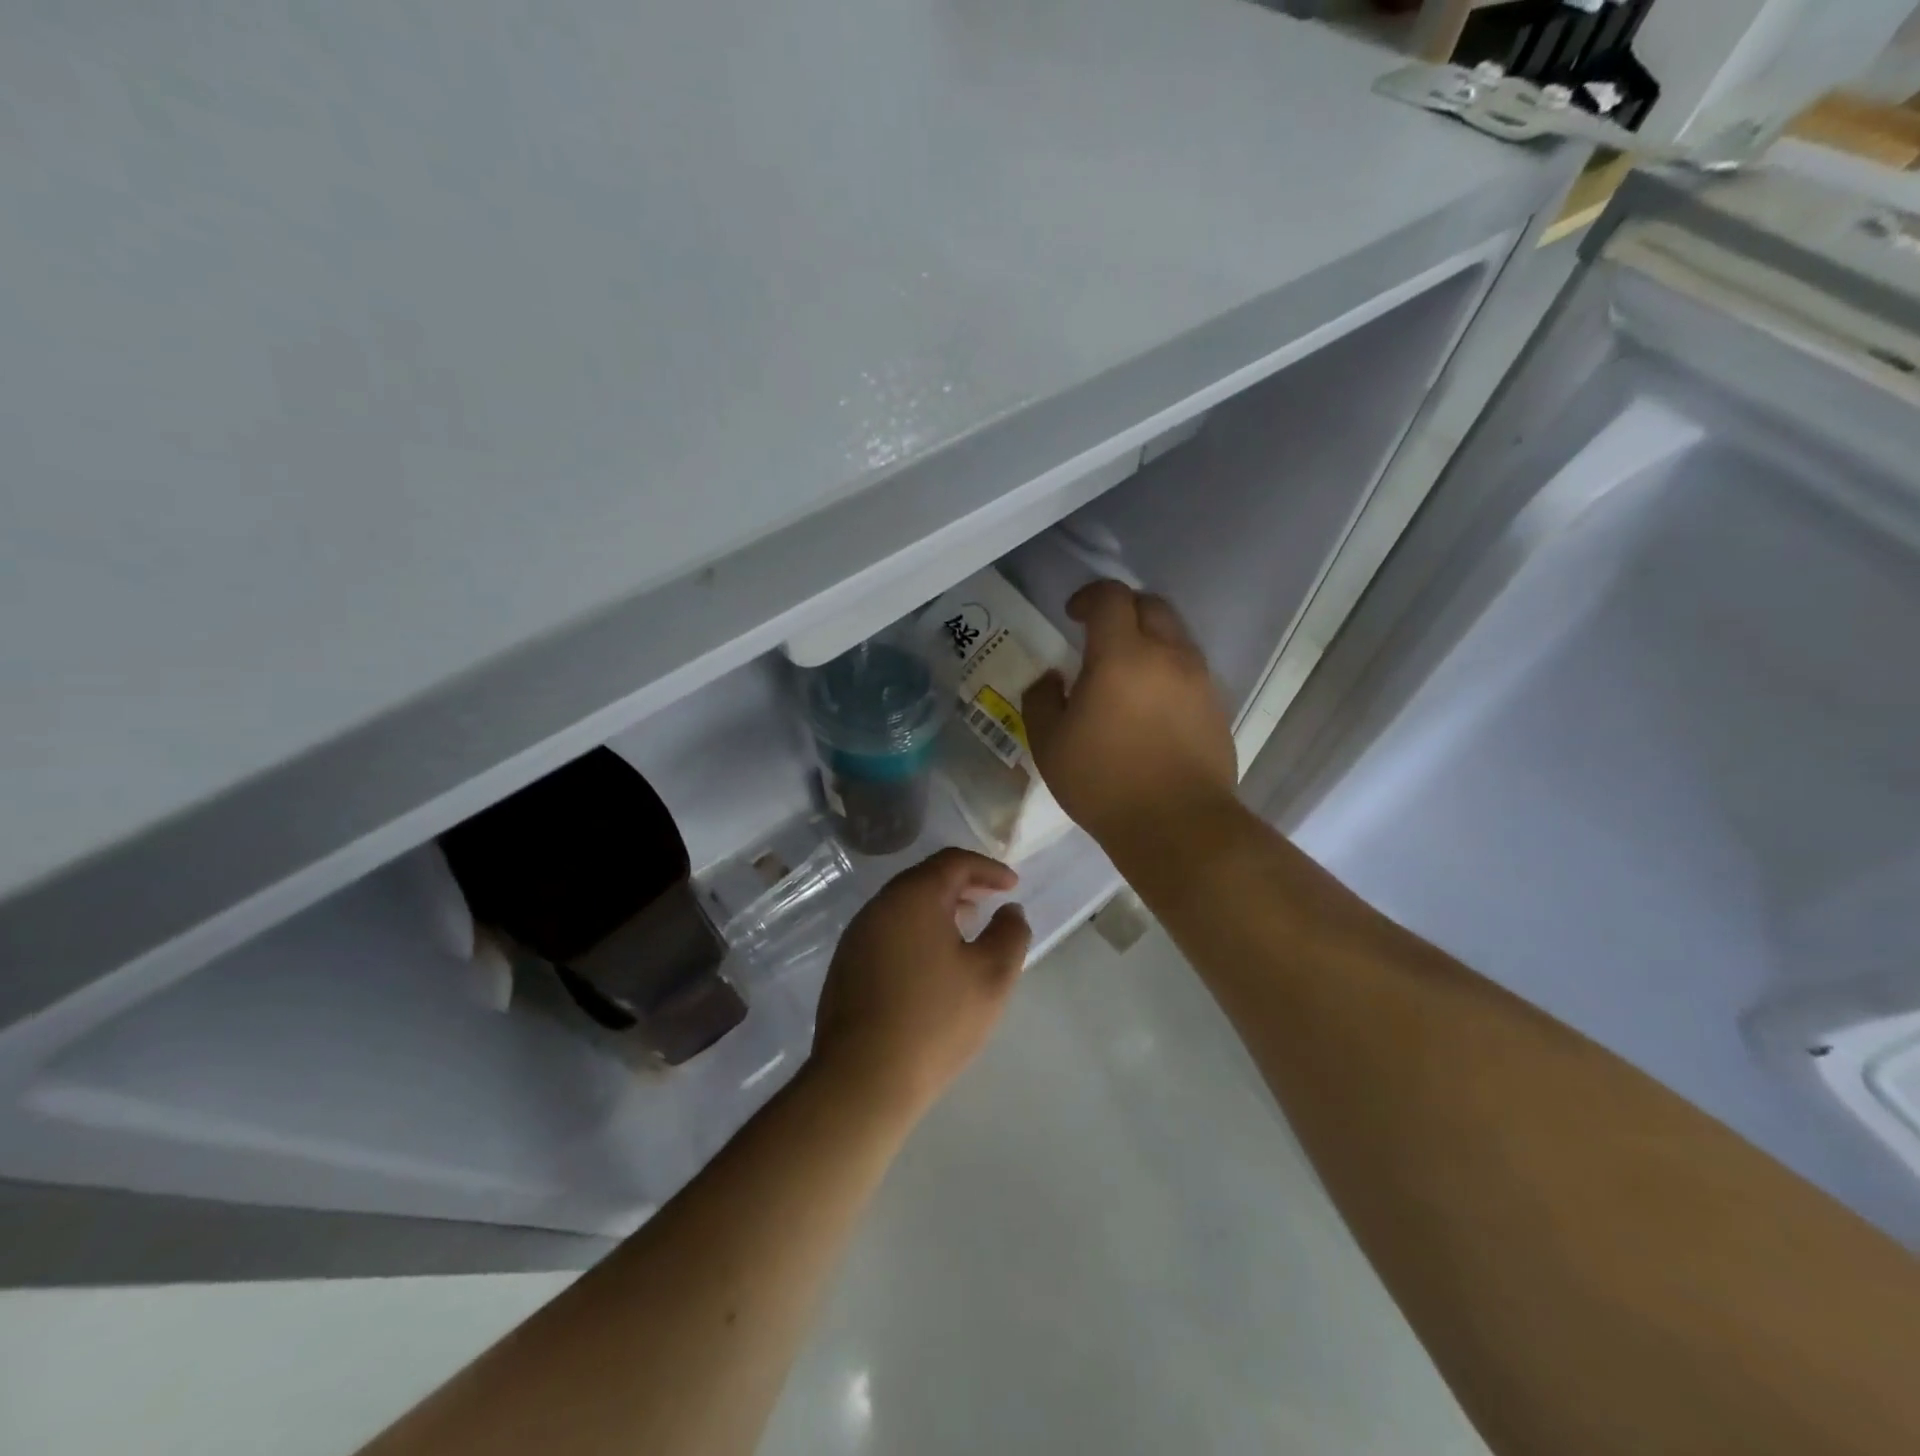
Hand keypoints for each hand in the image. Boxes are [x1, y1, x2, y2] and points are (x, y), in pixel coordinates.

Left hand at [811, 848, 1031, 1114]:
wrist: (863, 1078)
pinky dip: (915, 931)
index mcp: (913, 897)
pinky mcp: (845, 964)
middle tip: (990, 901)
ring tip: (966, 929)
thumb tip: (1010, 911)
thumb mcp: (992, 976)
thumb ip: (1010, 934)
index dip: (987, 868)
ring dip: (938, 908)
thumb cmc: (936, 1020)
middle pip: (925, 878)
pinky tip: (931, 963)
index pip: (953, 862)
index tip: (1012, 885)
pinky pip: (887, 931)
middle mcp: (879, 906)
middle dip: (962, 885)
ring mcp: (856, 935)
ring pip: (904, 905)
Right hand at [1023, 580, 1237, 845]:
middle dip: (1122, 609)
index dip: (1088, 596)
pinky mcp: (1216, 706)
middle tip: (1099, 635)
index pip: (1110, 597)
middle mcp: (1167, 655)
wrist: (1177, 825)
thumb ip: (1042, 700)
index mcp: (1121, 656)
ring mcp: (1198, 680)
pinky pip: (1189, 669)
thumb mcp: (1049, 744)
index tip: (1072, 615)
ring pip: (1175, 635)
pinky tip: (1150, 705)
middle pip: (1150, 605)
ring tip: (1126, 672)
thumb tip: (1052, 679)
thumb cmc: (1103, 783)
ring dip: (1148, 639)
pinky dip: (1167, 669)